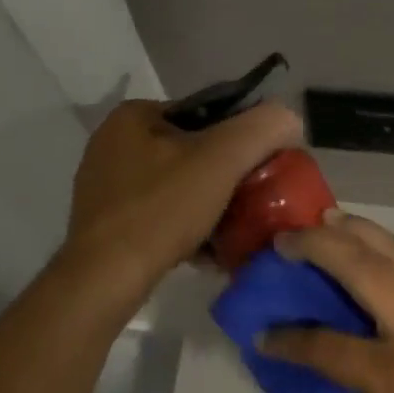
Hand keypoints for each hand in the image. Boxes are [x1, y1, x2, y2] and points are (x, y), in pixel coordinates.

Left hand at [63, 99, 303, 310]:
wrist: (106, 278)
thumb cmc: (162, 209)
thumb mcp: (221, 160)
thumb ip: (261, 130)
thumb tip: (288, 117)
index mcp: (133, 116)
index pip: (204, 114)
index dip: (240, 138)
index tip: (261, 168)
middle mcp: (112, 143)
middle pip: (190, 152)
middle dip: (224, 177)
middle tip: (251, 201)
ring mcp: (105, 184)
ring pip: (176, 185)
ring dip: (207, 204)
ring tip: (234, 229)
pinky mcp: (105, 221)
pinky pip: (158, 213)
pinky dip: (185, 225)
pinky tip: (207, 249)